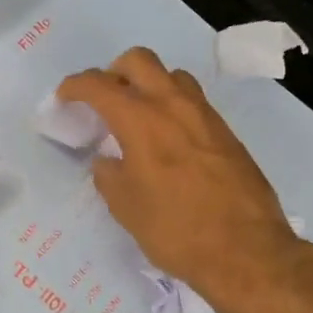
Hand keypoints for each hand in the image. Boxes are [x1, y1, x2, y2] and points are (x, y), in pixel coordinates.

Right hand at [58, 48, 306, 308]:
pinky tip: (167, 139)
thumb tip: (108, 161)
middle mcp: (173, 105)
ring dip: (148, 84)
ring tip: (138, 116)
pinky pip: (192, 101)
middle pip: (138, 60)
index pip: (99, 85)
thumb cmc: (176, 230)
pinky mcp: (226, 132)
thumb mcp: (126, 207)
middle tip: (103, 100)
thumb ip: (109, 175)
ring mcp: (204, 115)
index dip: (75, 86)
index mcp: (141, 119)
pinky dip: (172, 106)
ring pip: (171, 75)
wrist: (247, 251)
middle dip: (114, 72)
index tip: (64, 97)